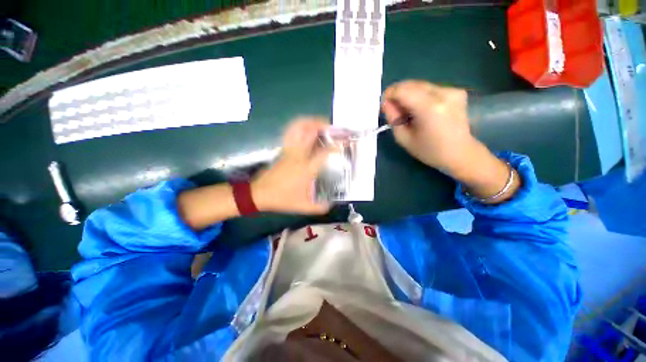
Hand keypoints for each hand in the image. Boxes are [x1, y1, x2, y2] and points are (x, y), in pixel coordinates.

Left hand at [251, 118, 331, 213]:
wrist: (259, 194)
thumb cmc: (282, 199)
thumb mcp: (304, 206)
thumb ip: (321, 207)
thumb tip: (332, 204)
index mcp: (306, 168)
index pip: (324, 153)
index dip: (335, 147)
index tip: (343, 145)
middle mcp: (298, 155)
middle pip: (310, 132)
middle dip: (323, 125)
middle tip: (333, 127)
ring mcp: (289, 150)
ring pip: (298, 128)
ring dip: (310, 122)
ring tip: (321, 123)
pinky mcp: (283, 150)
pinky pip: (291, 133)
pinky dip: (299, 126)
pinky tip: (306, 128)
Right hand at [381, 80, 476, 174]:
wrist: (460, 153)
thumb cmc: (429, 151)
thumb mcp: (404, 139)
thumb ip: (392, 118)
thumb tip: (386, 103)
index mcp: (429, 108)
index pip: (402, 90)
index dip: (389, 95)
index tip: (385, 106)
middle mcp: (443, 93)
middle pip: (411, 84)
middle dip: (398, 95)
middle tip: (395, 112)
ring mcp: (452, 90)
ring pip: (420, 85)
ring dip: (408, 95)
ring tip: (408, 113)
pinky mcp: (456, 91)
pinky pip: (430, 88)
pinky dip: (419, 96)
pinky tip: (421, 110)